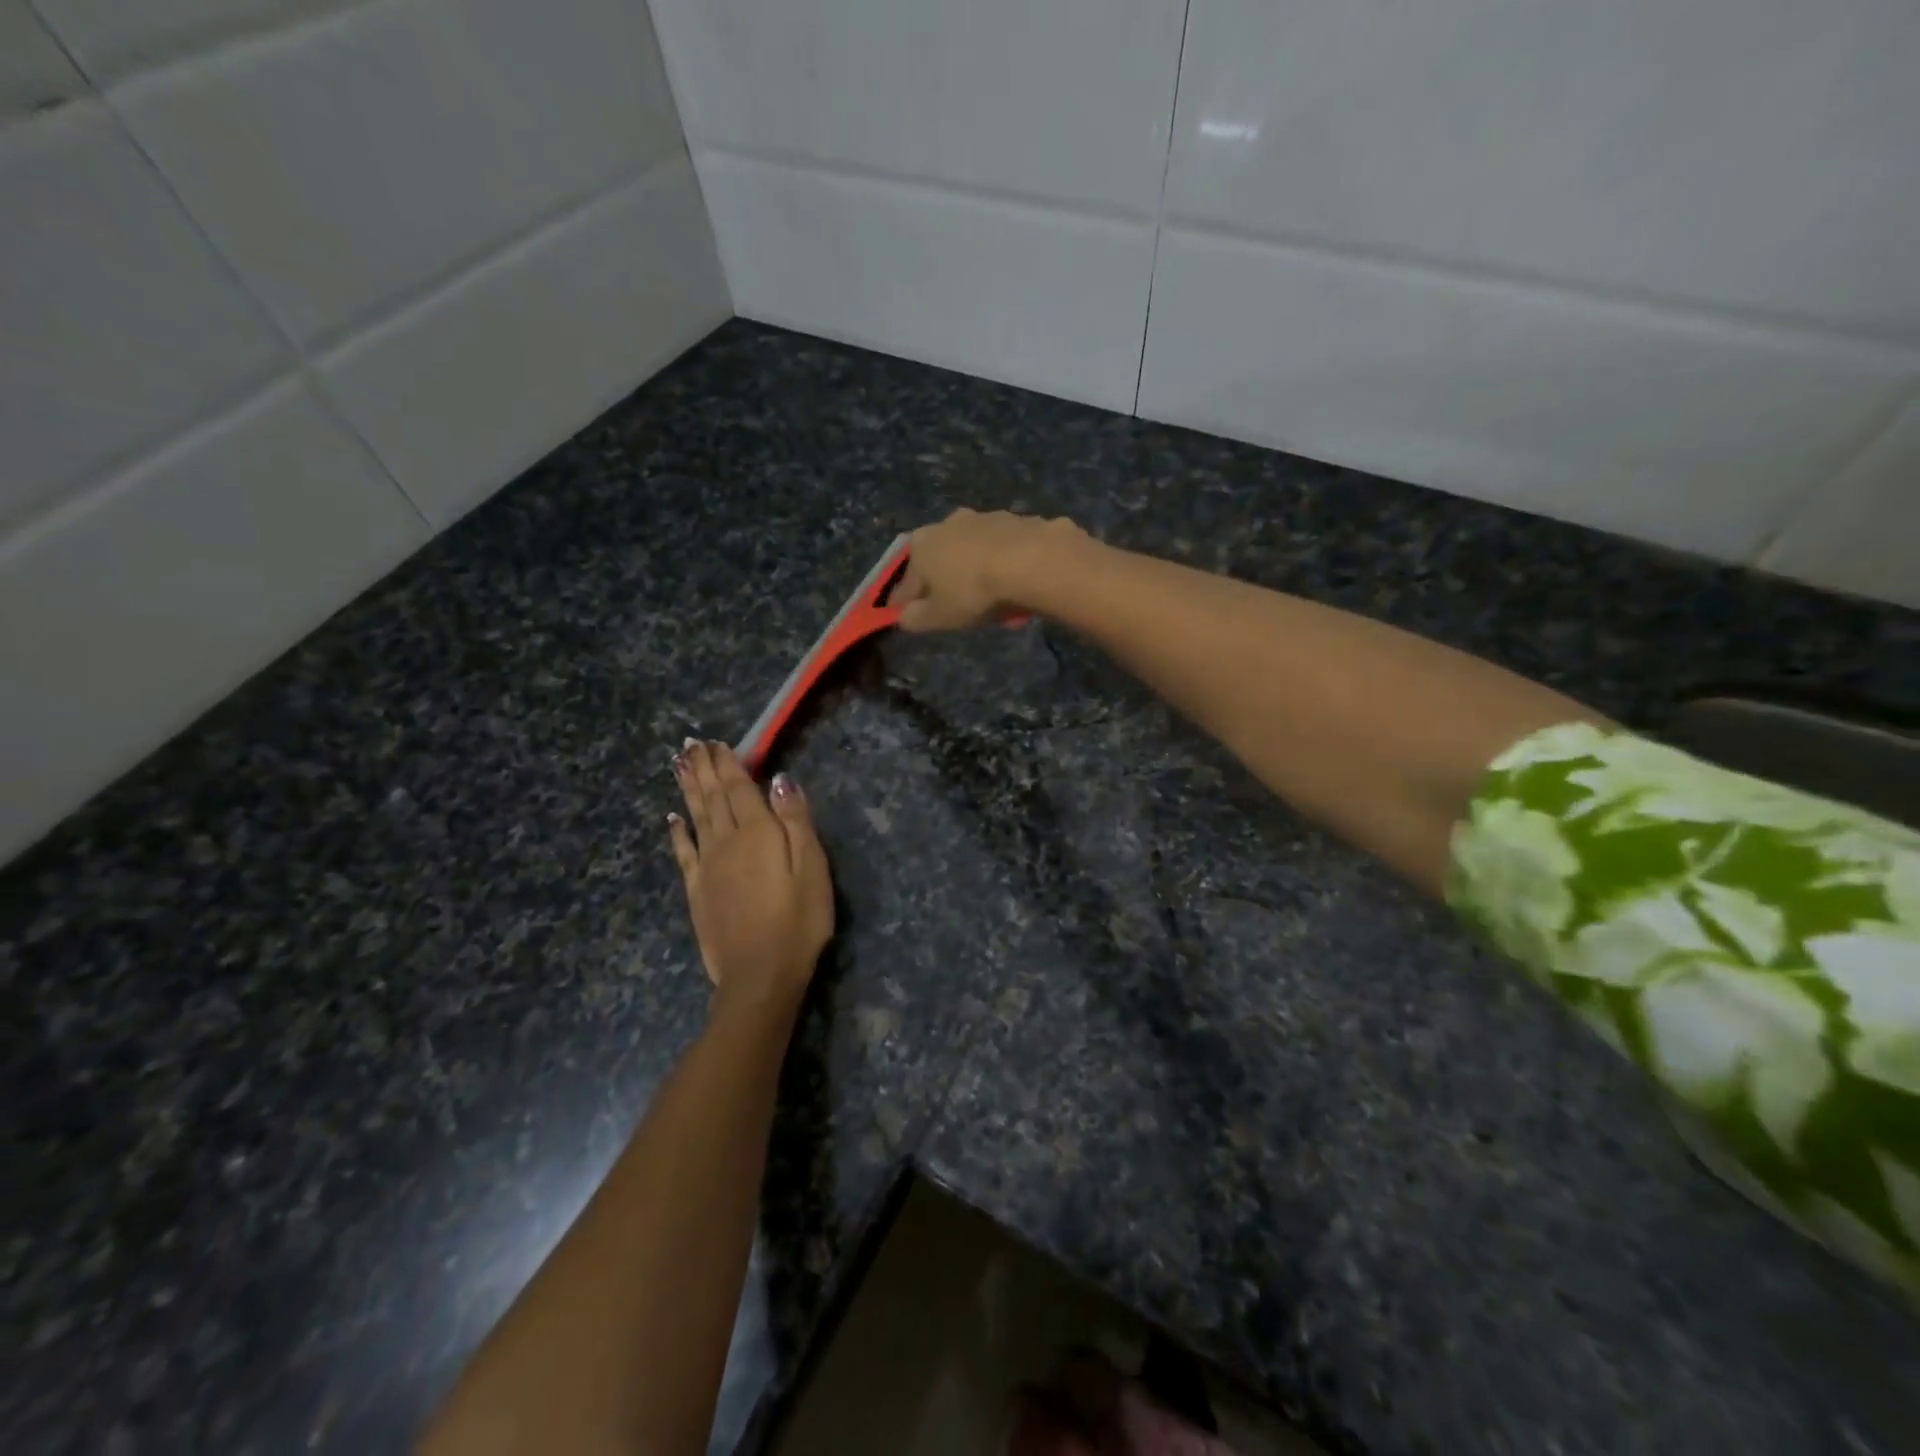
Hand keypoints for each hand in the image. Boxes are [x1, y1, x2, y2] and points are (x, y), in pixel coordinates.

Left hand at [668, 741, 833, 1019]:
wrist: (760, 975)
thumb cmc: (798, 921)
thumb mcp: (812, 868)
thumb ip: (796, 821)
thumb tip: (780, 779)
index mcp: (757, 832)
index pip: (739, 787)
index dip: (727, 763)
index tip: (715, 741)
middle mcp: (726, 841)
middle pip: (712, 797)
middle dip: (702, 768)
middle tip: (691, 744)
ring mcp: (707, 865)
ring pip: (695, 817)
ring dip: (687, 789)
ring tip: (679, 764)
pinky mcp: (697, 890)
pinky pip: (683, 852)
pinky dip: (677, 832)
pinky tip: (672, 819)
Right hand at [895, 508, 1081, 631]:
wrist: (1032, 561)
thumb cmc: (974, 591)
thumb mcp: (939, 616)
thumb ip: (916, 618)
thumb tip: (904, 616)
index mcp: (922, 544)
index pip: (907, 580)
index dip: (905, 601)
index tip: (907, 615)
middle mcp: (949, 523)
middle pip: (942, 559)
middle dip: (946, 581)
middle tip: (957, 607)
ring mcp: (986, 518)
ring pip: (975, 552)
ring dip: (979, 571)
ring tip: (993, 599)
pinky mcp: (1019, 520)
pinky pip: (1007, 551)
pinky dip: (1008, 565)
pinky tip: (1018, 585)